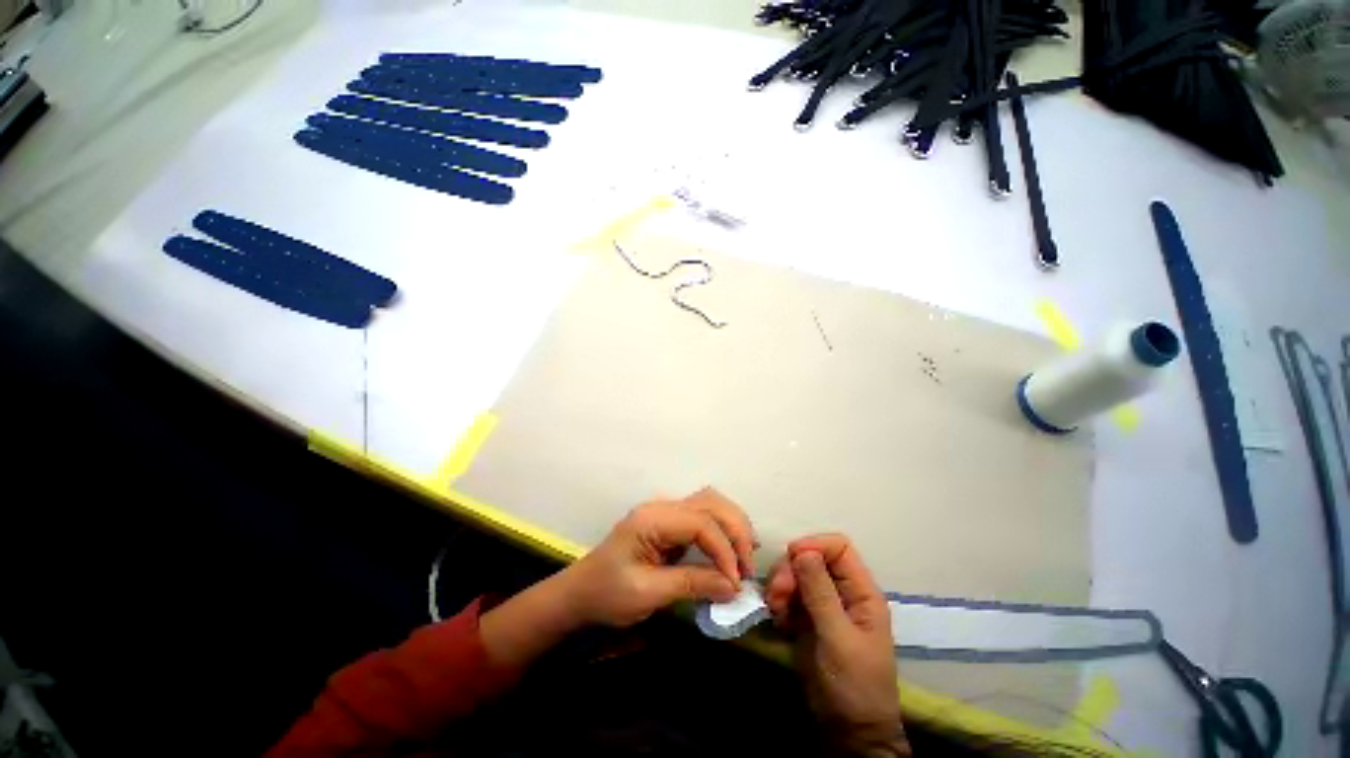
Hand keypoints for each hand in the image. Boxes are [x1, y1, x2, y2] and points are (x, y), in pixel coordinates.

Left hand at [553, 487, 755, 627]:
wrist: (580, 593)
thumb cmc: (607, 594)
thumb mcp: (647, 593)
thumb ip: (691, 584)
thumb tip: (733, 587)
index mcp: (652, 519)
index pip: (700, 522)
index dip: (724, 550)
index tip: (736, 582)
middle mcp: (661, 506)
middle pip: (710, 503)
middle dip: (735, 531)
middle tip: (747, 568)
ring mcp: (665, 511)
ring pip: (710, 503)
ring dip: (732, 525)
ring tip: (746, 556)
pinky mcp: (669, 522)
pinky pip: (703, 515)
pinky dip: (723, 528)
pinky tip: (732, 548)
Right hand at [765, 535, 909, 756]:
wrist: (848, 732)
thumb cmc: (854, 685)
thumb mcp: (838, 638)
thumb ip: (820, 593)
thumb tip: (802, 550)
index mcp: (861, 591)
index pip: (838, 547)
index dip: (814, 546)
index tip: (792, 560)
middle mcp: (843, 592)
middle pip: (812, 558)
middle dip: (791, 570)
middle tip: (777, 594)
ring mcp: (824, 604)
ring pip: (797, 574)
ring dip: (781, 585)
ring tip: (775, 609)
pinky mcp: (807, 618)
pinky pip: (789, 594)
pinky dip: (779, 601)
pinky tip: (777, 619)